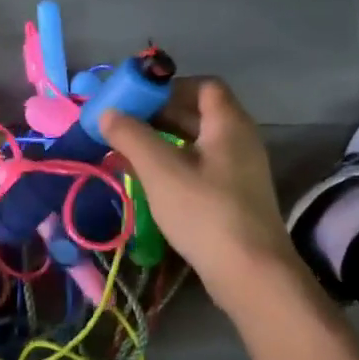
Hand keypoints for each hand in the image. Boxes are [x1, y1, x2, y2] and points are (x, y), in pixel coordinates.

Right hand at [99, 78, 297, 303]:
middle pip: (199, 113)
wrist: (251, 273)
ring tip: (130, 152)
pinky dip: (176, 164)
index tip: (137, 100)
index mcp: (229, 124)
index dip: (170, 87)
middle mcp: (240, 140)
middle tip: (124, 125)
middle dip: (160, 115)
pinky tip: (152, 181)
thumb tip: (107, 112)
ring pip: (198, 142)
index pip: (204, 86)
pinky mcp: (236, 196)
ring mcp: (241, 170)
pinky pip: (202, 166)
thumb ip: (131, 136)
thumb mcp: (160, 170)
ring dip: (164, 141)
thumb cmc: (205, 212)